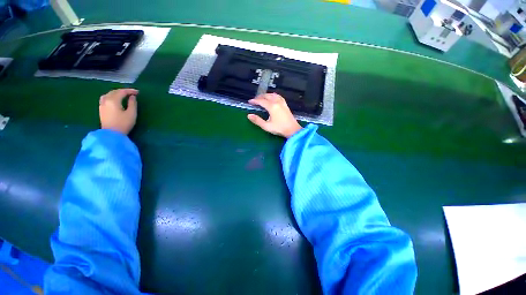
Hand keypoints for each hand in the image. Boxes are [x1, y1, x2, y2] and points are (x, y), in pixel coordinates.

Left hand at [99, 88, 137, 134]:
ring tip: (123, 95)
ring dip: (116, 93)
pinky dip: (111, 96)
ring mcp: (102, 104)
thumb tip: (132, 97)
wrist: (111, 134)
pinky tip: (114, 99)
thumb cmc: (123, 124)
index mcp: (113, 100)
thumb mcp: (131, 113)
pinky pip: (105, 98)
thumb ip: (132, 103)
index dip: (130, 91)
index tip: (138, 92)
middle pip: (114, 92)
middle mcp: (106, 100)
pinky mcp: (101, 109)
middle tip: (132, 93)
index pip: (122, 92)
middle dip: (123, 91)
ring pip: (108, 94)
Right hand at [247, 93, 301, 137]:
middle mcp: (277, 102)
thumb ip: (257, 120)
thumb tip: (249, 115)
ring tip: (262, 97)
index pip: (261, 101)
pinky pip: (279, 96)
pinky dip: (274, 95)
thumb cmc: (279, 129)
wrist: (293, 130)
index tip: (250, 102)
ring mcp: (282, 103)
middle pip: (267, 96)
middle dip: (260, 97)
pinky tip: (273, 98)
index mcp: (272, 107)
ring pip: (273, 95)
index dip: (254, 101)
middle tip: (255, 100)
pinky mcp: (286, 105)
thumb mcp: (267, 126)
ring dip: (267, 95)